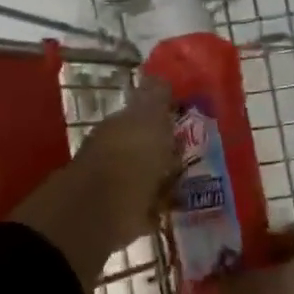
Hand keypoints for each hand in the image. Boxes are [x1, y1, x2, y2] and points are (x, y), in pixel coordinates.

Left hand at [12, 79, 178, 288]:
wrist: (101, 211)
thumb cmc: (130, 158)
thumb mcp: (149, 118)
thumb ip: (155, 97)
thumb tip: (157, 76)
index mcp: (120, 125)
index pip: (144, 114)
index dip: (165, 118)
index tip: (189, 123)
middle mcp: (114, 151)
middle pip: (145, 147)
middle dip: (164, 151)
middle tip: (192, 157)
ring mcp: (115, 184)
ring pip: (145, 176)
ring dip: (162, 180)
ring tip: (187, 183)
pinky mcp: (120, 217)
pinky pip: (145, 208)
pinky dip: (157, 208)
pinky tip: (173, 208)